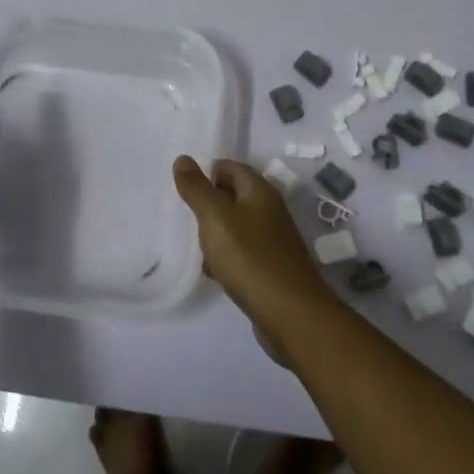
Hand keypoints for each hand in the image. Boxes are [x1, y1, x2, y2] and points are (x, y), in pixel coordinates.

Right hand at [172, 157, 333, 345]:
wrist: (291, 314)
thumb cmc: (250, 258)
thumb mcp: (216, 218)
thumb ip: (198, 189)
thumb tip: (183, 158)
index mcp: (260, 191)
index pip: (230, 167)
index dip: (206, 173)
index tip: (182, 189)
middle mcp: (270, 209)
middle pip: (234, 195)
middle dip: (208, 203)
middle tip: (183, 216)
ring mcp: (274, 239)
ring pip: (237, 224)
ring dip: (215, 231)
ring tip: (192, 244)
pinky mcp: (273, 266)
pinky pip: (243, 251)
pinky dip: (226, 255)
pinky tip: (212, 271)